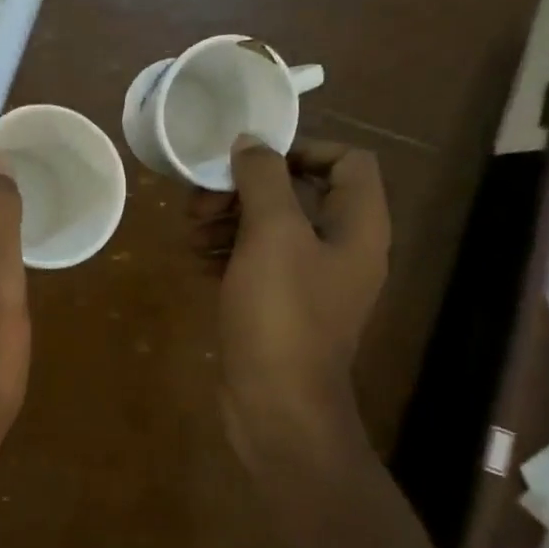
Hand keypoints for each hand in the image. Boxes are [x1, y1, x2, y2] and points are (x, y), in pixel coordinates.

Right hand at [192, 138, 390, 465]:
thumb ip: (264, 179)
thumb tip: (251, 143)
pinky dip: (229, 253)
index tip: (250, 161)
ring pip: (273, 229)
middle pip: (300, 194)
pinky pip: (258, 263)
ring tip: (191, 230)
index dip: (301, 150)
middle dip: (247, 189)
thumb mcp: (272, 235)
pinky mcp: (281, 307)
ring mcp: (311, 282)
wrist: (276, 405)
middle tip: (202, 201)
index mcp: (357, 227)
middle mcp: (342, 249)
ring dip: (231, 220)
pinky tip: (197, 259)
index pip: (347, 162)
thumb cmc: (281, 314)